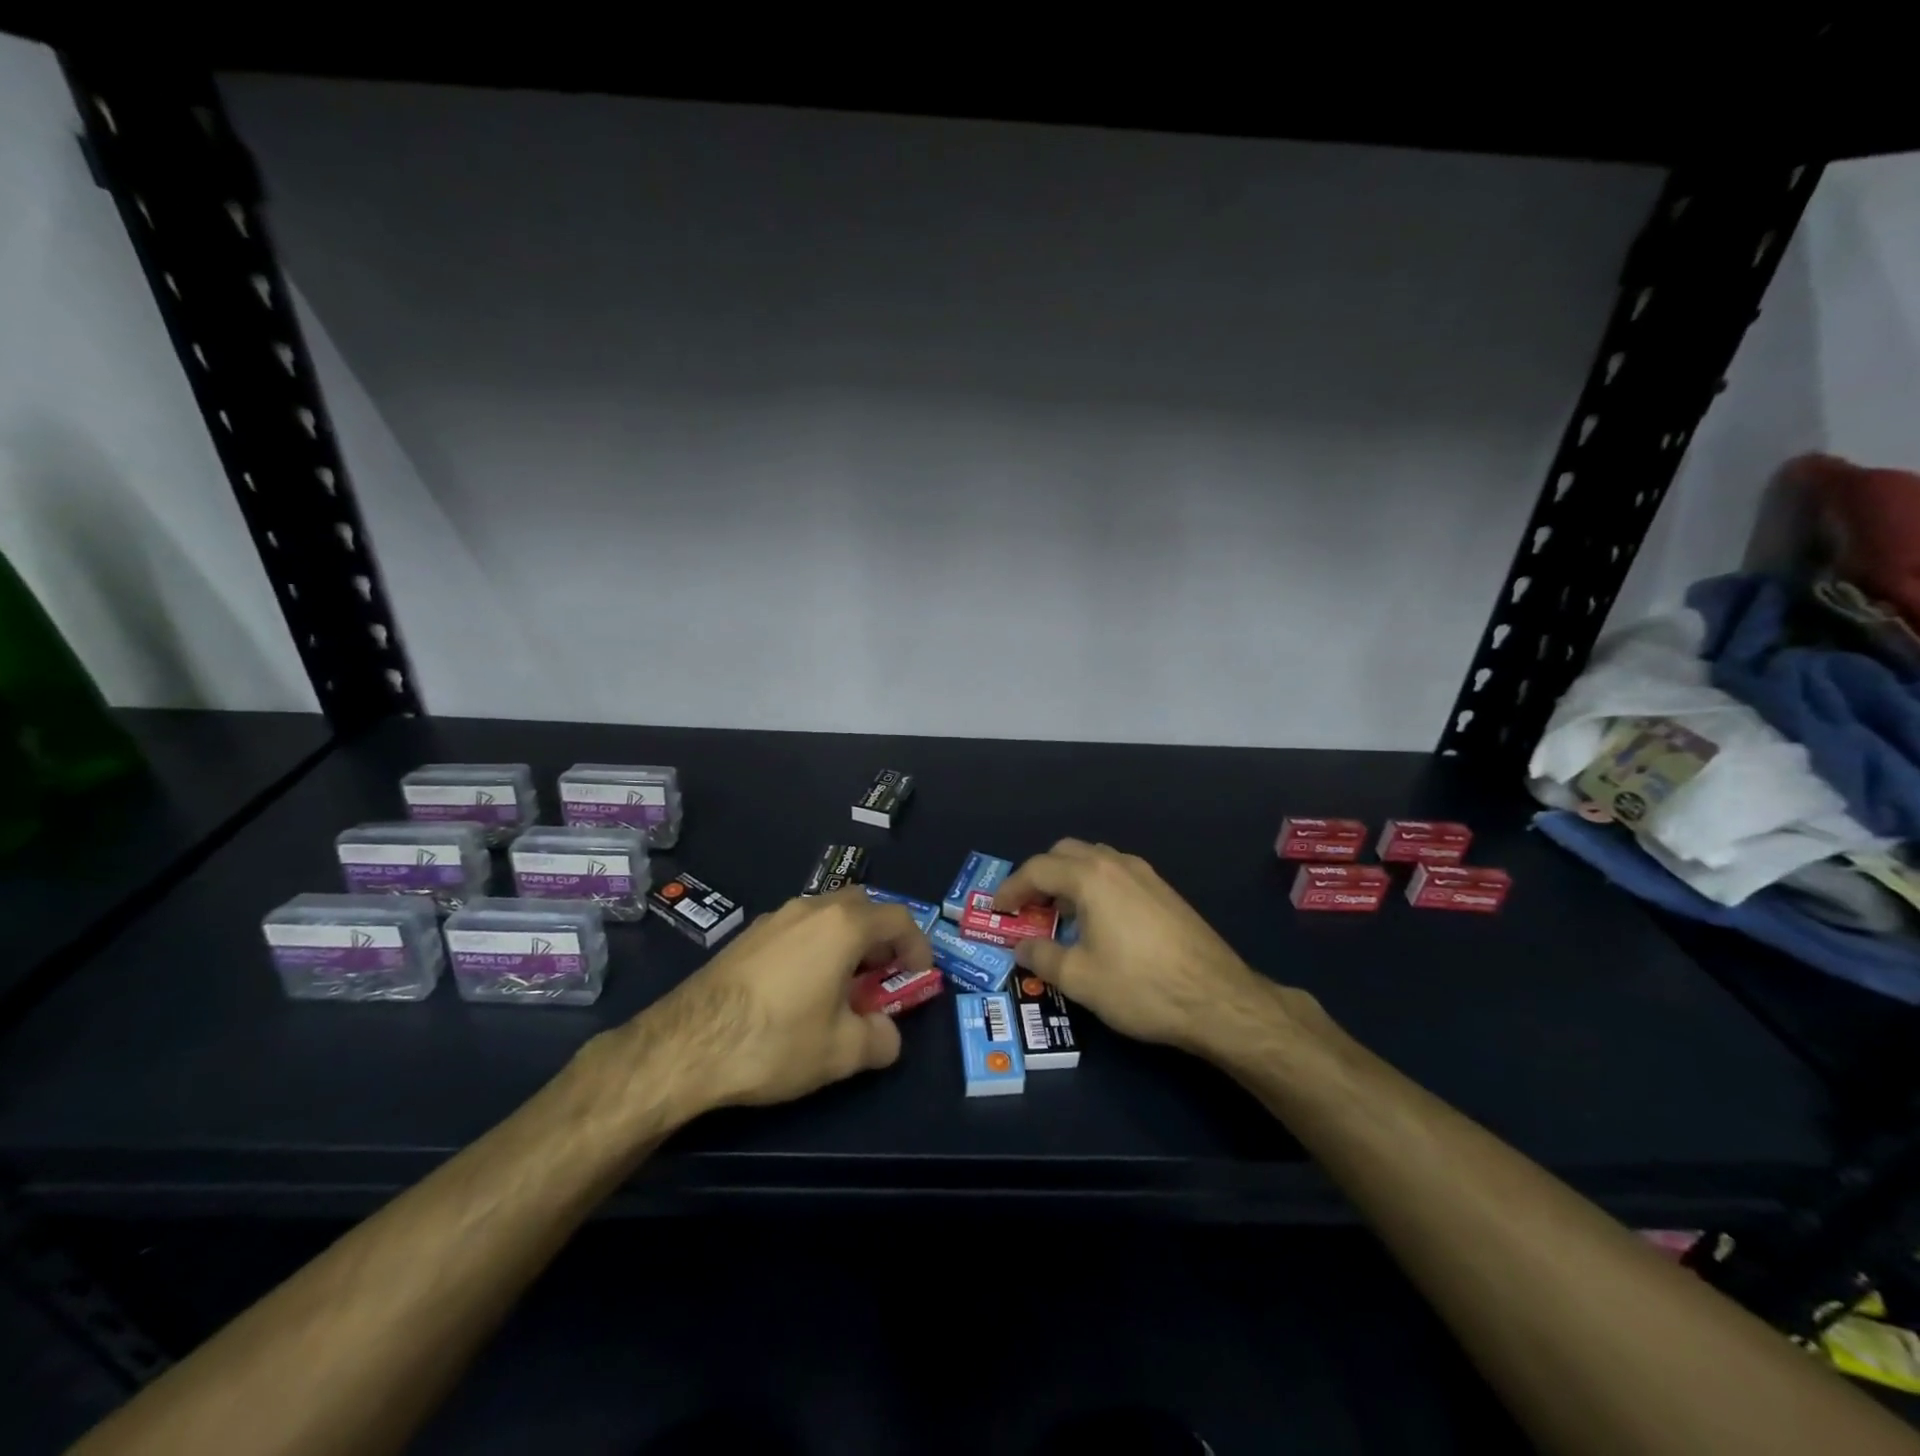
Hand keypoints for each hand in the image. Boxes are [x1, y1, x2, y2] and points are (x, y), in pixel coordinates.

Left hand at [626, 889, 931, 1114]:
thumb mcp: (842, 1052)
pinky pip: (798, 928)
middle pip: (862, 906)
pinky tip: (801, 988)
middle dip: (881, 937)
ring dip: (847, 940)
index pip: (898, 918)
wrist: (686, 1044)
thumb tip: (888, 1035)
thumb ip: (881, 1039)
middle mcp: (811, 908)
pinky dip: (816, 946)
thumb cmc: (776, 1040)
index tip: (919, 976)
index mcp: (843, 925)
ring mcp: (775, 918)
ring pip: (827, 914)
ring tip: (843, 985)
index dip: (918, 945)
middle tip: (882, 976)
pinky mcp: (748, 936)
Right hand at [995, 839, 1312, 1055]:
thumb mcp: (1080, 978)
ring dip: (1069, 879)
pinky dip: (1094, 887)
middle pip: (1066, 853)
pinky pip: (1116, 874)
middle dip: (1040, 876)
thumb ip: (1042, 956)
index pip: (1038, 869)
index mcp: (1091, 877)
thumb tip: (1022, 946)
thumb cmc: (1141, 987)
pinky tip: (1098, 923)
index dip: (1011, 888)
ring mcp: (1146, 875)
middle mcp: (1117, 864)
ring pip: (1094, 860)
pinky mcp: (1164, 892)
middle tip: (1027, 908)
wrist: (1218, 999)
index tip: (996, 910)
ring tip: (1060, 916)